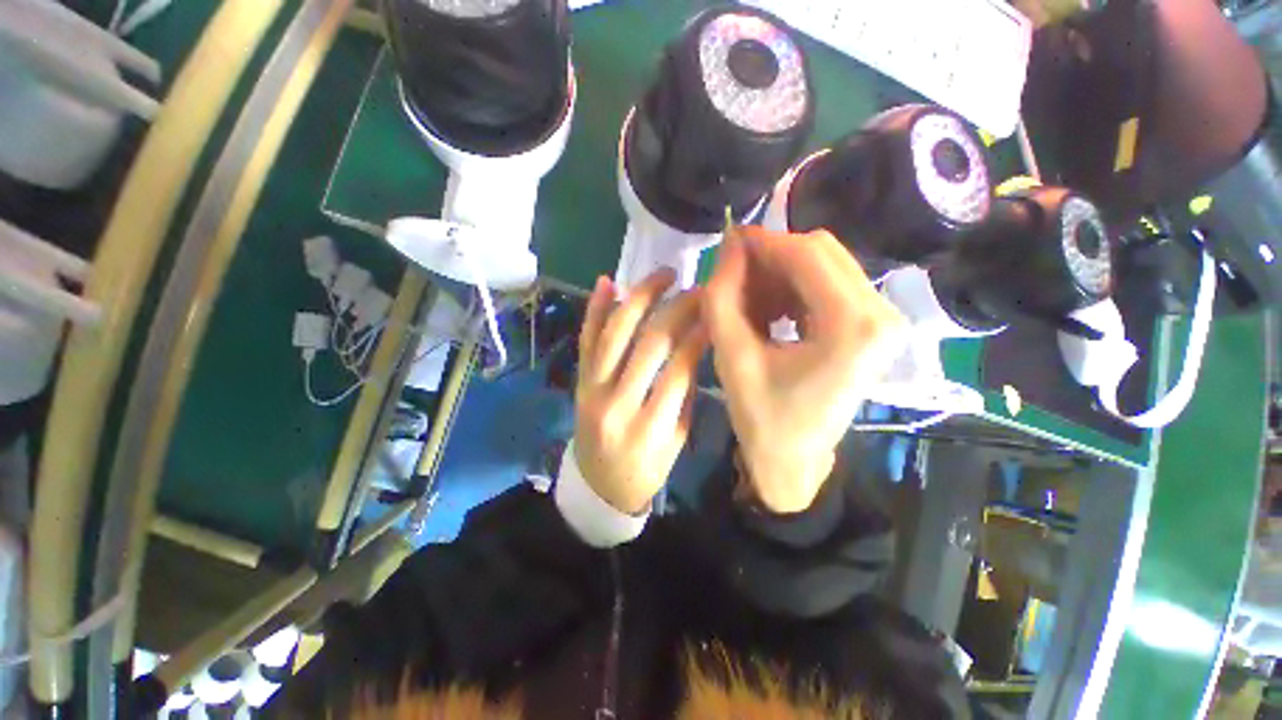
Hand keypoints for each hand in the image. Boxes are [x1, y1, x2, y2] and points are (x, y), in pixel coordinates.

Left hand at [575, 268, 708, 513]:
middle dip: (678, 309)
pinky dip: (596, 309)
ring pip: (615, 333)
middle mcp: (616, 403)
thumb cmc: (646, 469)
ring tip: (663, 275)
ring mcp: (591, 389)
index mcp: (649, 428)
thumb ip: (685, 393)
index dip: (700, 334)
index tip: (716, 311)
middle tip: (697, 289)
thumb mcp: (677, 440)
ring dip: (640, 297)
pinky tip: (608, 282)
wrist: (599, 486)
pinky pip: (586, 339)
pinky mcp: (578, 381)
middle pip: (650, 343)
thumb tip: (696, 344)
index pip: (679, 368)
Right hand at [704, 226, 905, 513]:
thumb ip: (723, 297)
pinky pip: (829, 286)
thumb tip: (729, 246)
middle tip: (734, 275)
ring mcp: (882, 320)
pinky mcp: (871, 327)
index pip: (807, 254)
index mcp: (853, 328)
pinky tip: (770, 312)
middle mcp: (881, 315)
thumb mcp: (732, 357)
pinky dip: (794, 289)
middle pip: (822, 253)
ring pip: (825, 266)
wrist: (794, 461)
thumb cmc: (762, 418)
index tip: (727, 242)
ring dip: (781, 274)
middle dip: (771, 257)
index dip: (762, 242)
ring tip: (748, 300)